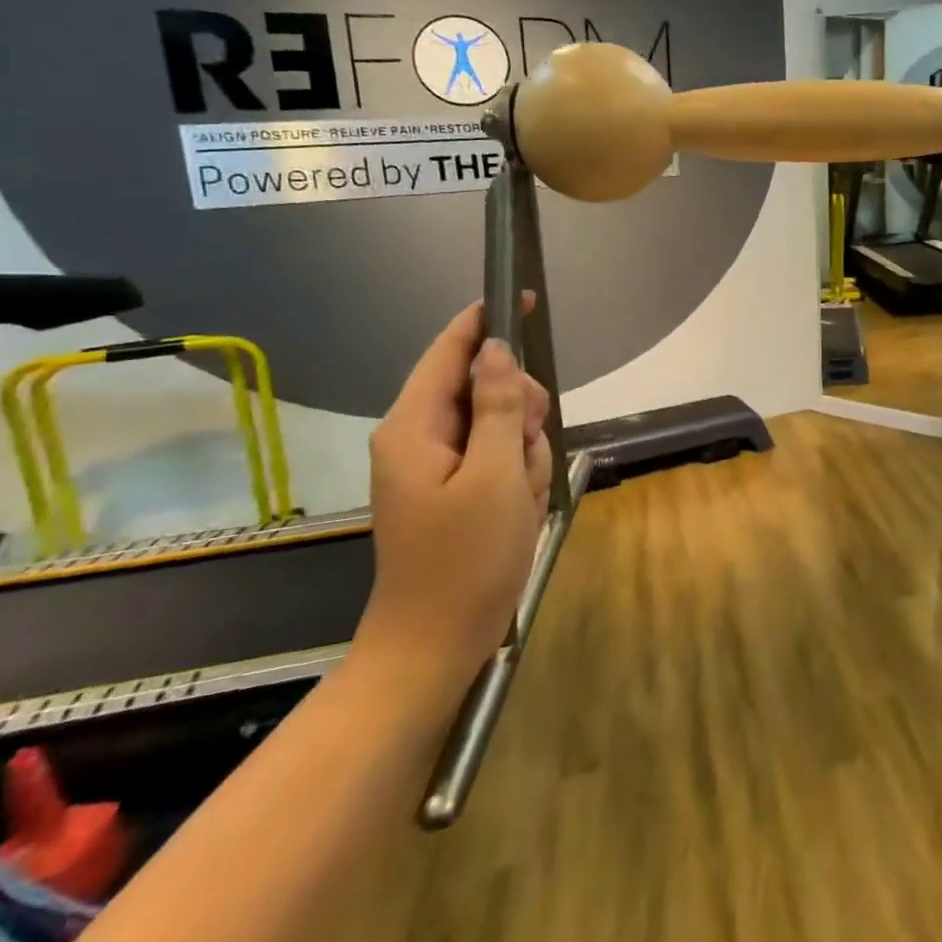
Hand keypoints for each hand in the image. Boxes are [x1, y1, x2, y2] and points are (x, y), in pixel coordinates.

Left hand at [357, 300, 551, 681]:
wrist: (438, 643)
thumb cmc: (465, 558)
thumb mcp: (494, 474)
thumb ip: (495, 406)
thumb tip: (495, 350)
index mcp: (414, 426)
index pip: (450, 351)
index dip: (484, 322)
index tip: (521, 298)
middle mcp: (420, 437)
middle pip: (484, 386)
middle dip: (517, 410)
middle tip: (527, 449)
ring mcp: (438, 465)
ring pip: (500, 423)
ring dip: (523, 451)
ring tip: (522, 495)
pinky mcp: (457, 488)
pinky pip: (500, 458)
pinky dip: (519, 476)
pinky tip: (520, 508)